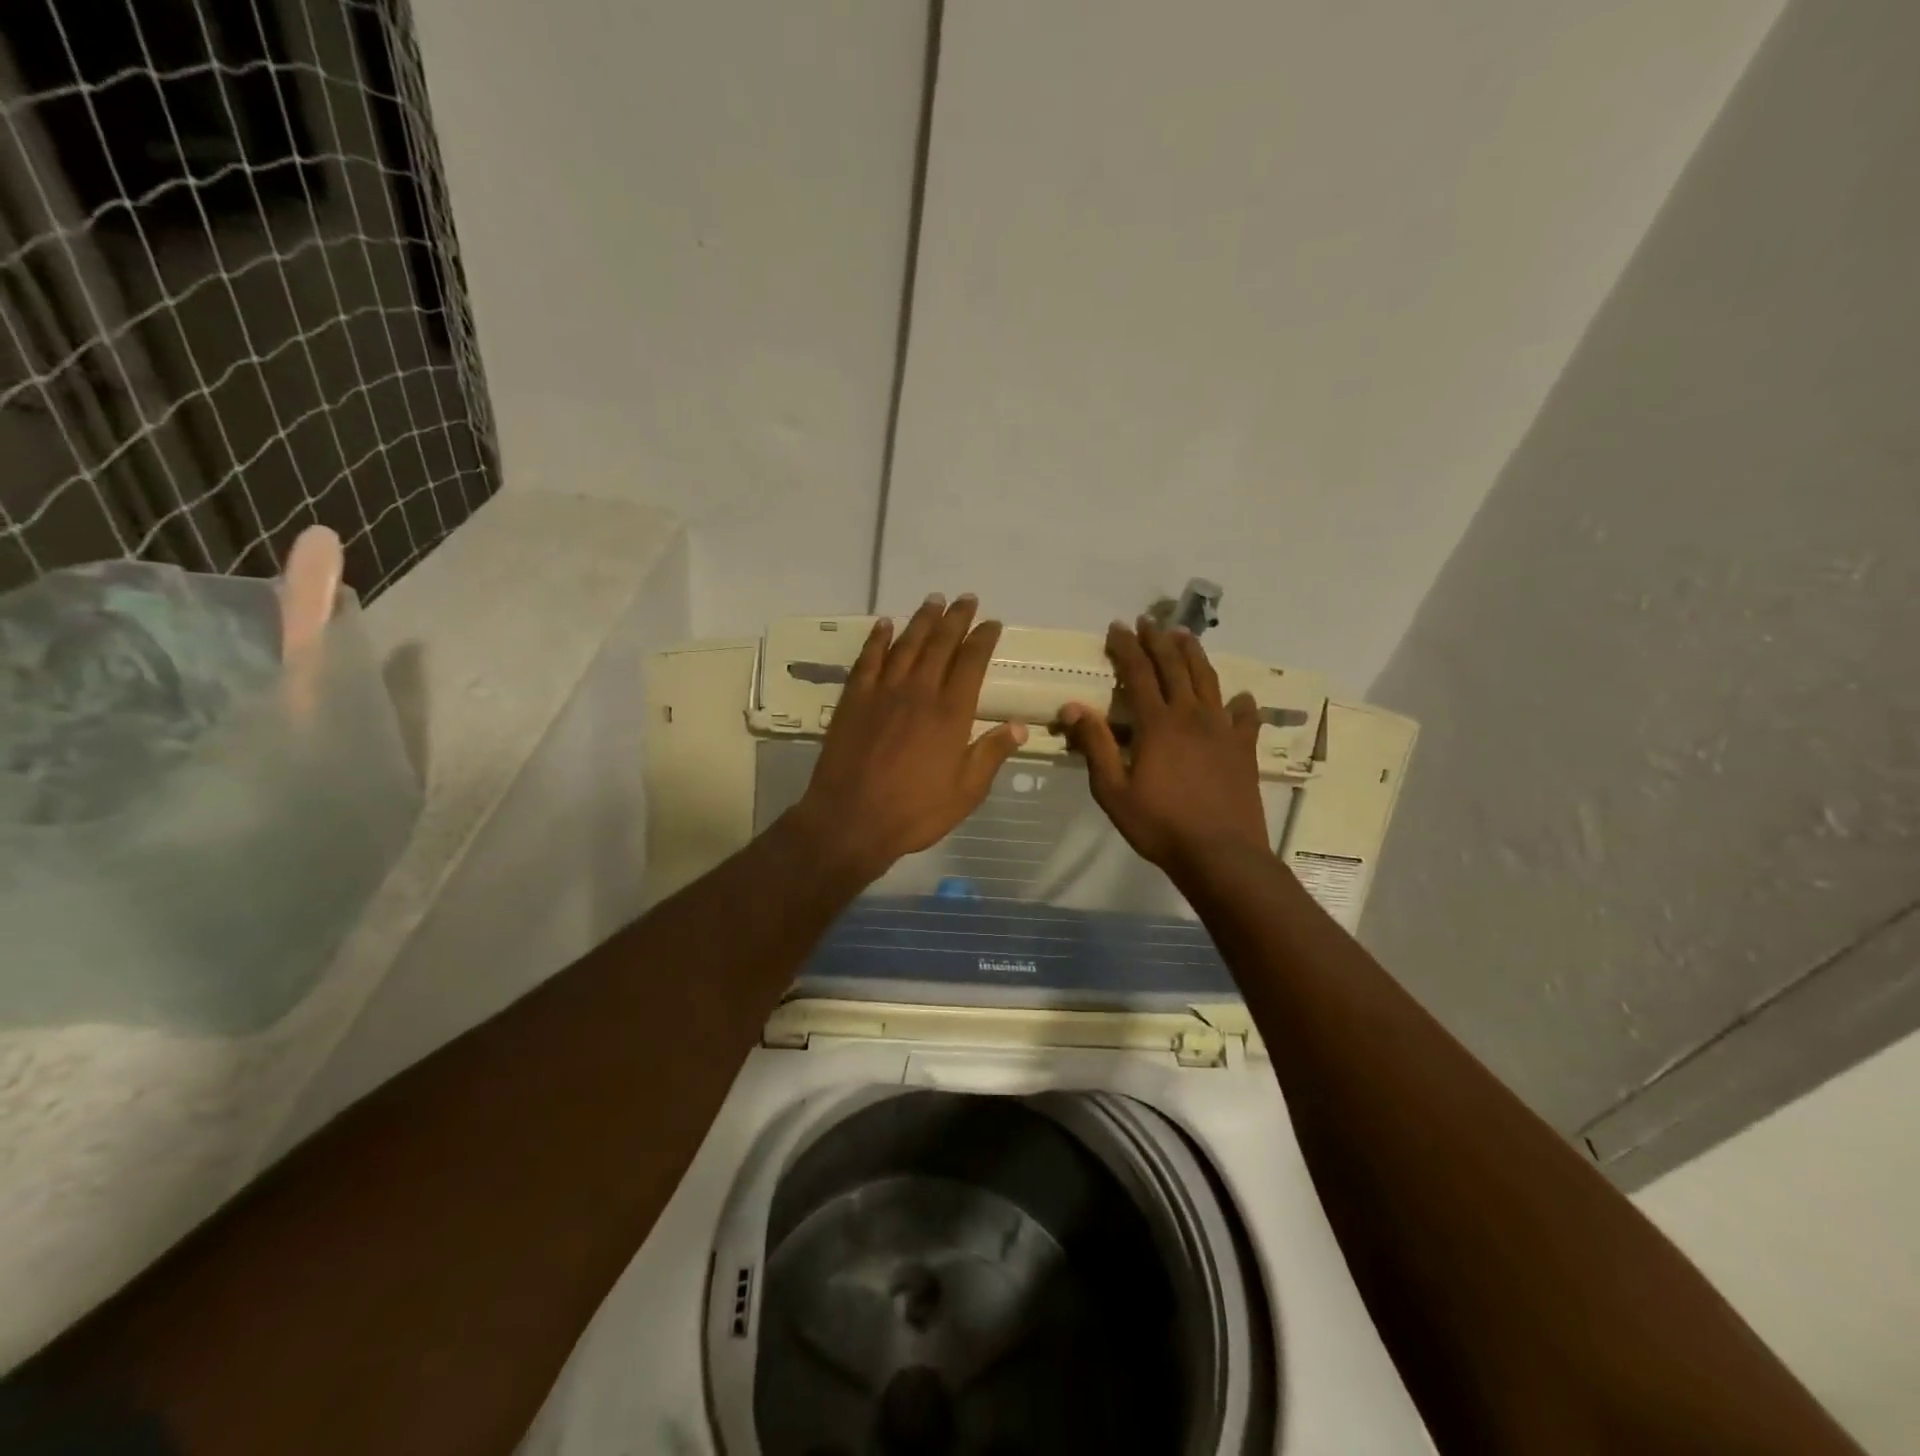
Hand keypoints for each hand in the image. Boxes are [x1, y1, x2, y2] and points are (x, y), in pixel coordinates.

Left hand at [790, 594, 1027, 883]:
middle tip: (966, 599)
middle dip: (956, 619)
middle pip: (941, 644)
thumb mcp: (966, 792)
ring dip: (922, 620)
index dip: (983, 639)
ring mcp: (883, 692)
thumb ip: (991, 754)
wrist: (850, 820)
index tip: (992, 623)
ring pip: (906, 644)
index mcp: (951, 713)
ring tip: (934, 600)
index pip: (971, 663)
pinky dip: (878, 639)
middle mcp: (919, 692)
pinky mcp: (854, 699)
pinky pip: (868, 659)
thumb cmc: (915, 812)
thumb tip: (1019, 726)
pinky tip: (885, 624)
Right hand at [1060, 618, 1270, 881]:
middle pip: (1175, 666)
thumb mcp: (1113, 790)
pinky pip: (1245, 716)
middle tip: (1148, 621)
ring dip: (1194, 655)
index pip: (1139, 672)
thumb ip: (1095, 745)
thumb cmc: (1159, 825)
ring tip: (1185, 636)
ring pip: (1208, 680)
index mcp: (1157, 723)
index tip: (1117, 627)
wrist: (1220, 854)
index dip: (1126, 647)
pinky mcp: (1244, 748)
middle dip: (1158, 640)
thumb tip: (1073, 706)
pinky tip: (1238, 699)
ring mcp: (1222, 730)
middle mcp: (1192, 715)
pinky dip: (1240, 703)